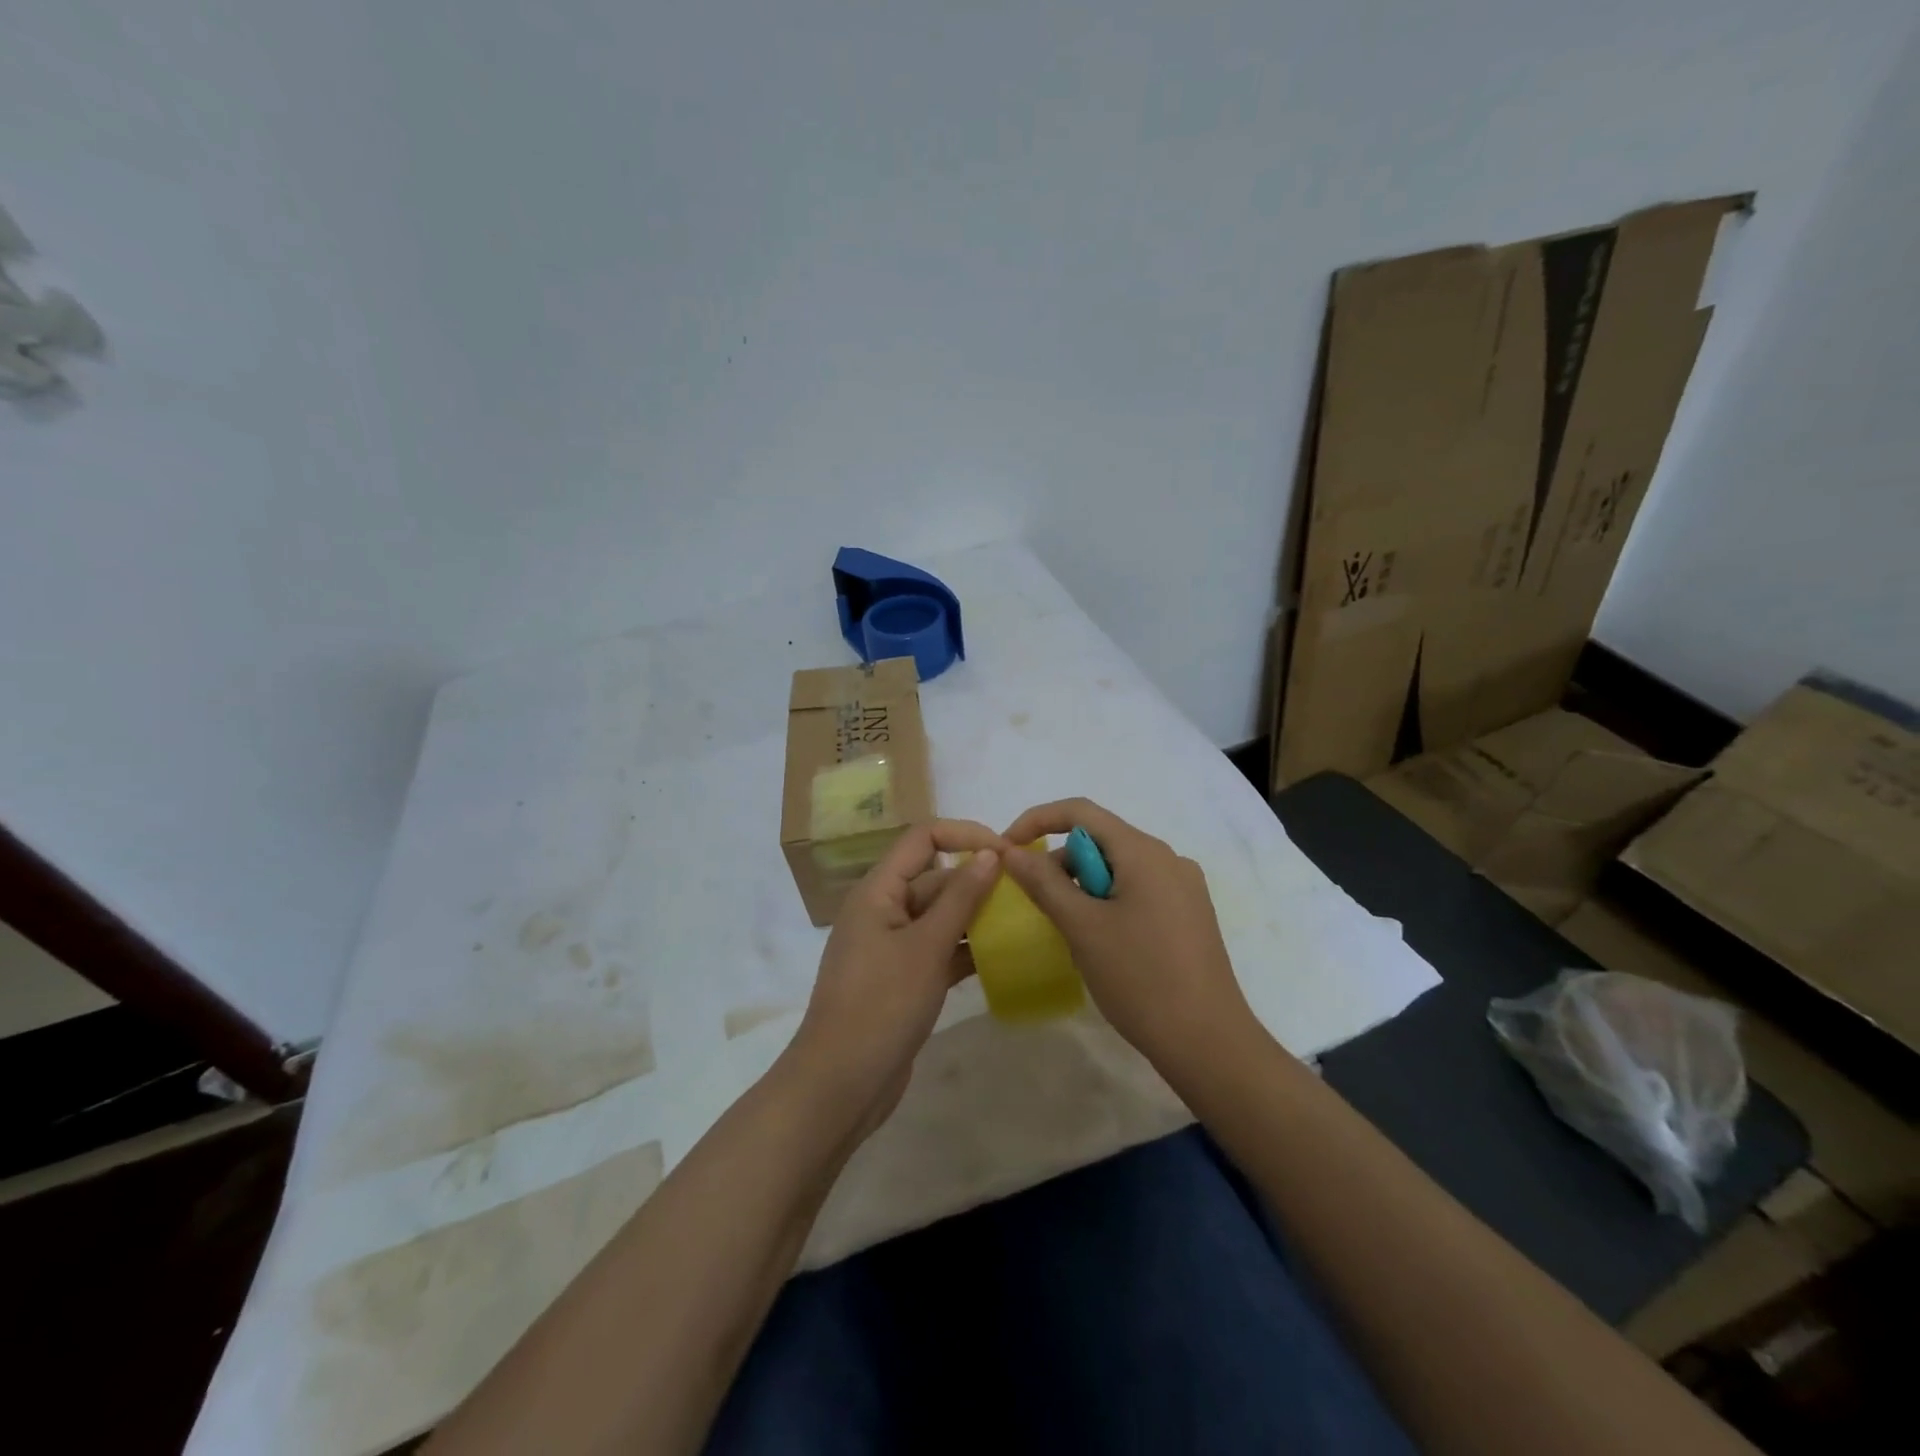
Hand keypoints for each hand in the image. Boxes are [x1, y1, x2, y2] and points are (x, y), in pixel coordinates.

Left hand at [786, 819, 1006, 1138]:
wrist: (841, 1085)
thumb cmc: (881, 1005)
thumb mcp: (926, 947)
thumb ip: (960, 898)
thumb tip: (991, 853)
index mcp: (878, 891)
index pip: (923, 838)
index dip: (965, 835)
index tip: (1008, 853)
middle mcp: (883, 910)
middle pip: (935, 877)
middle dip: (978, 880)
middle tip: (1028, 893)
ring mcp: (892, 946)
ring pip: (940, 915)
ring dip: (976, 916)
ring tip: (1024, 920)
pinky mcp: (903, 978)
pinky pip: (939, 949)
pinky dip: (966, 949)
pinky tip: (1003, 956)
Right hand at [1001, 798, 1254, 1073]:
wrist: (1209, 1043)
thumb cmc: (1140, 978)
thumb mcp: (1082, 927)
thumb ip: (1043, 882)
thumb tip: (1012, 851)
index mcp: (1144, 851)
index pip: (1080, 811)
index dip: (1037, 820)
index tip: (1007, 850)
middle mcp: (1168, 858)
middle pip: (1100, 840)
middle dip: (1061, 863)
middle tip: (1037, 904)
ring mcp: (1183, 888)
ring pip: (1118, 868)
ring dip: (1084, 887)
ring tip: (1071, 931)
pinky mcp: (1189, 915)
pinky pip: (1137, 890)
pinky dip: (1108, 902)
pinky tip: (1102, 942)